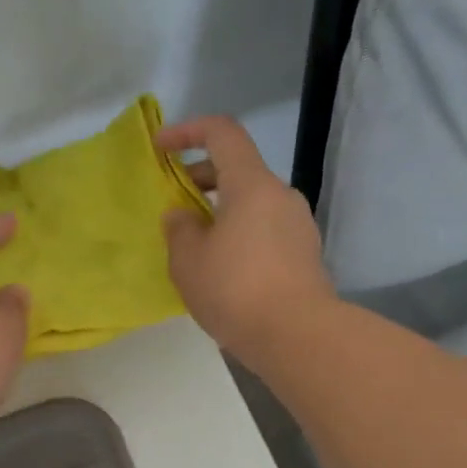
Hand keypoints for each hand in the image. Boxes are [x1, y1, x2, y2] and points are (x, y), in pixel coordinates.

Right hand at [160, 116, 334, 365]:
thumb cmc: (235, 289)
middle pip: (238, 169)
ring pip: (252, 204)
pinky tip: (223, 270)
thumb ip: (179, 229)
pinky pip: (265, 230)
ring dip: (221, 212)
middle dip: (201, 179)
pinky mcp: (305, 254)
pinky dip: (240, 235)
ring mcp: (298, 225)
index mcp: (252, 184)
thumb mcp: (188, 260)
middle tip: (174, 206)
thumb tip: (182, 216)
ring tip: (195, 245)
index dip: (187, 131)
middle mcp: (281, 195)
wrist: (296, 336)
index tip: (161, 146)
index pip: (222, 133)